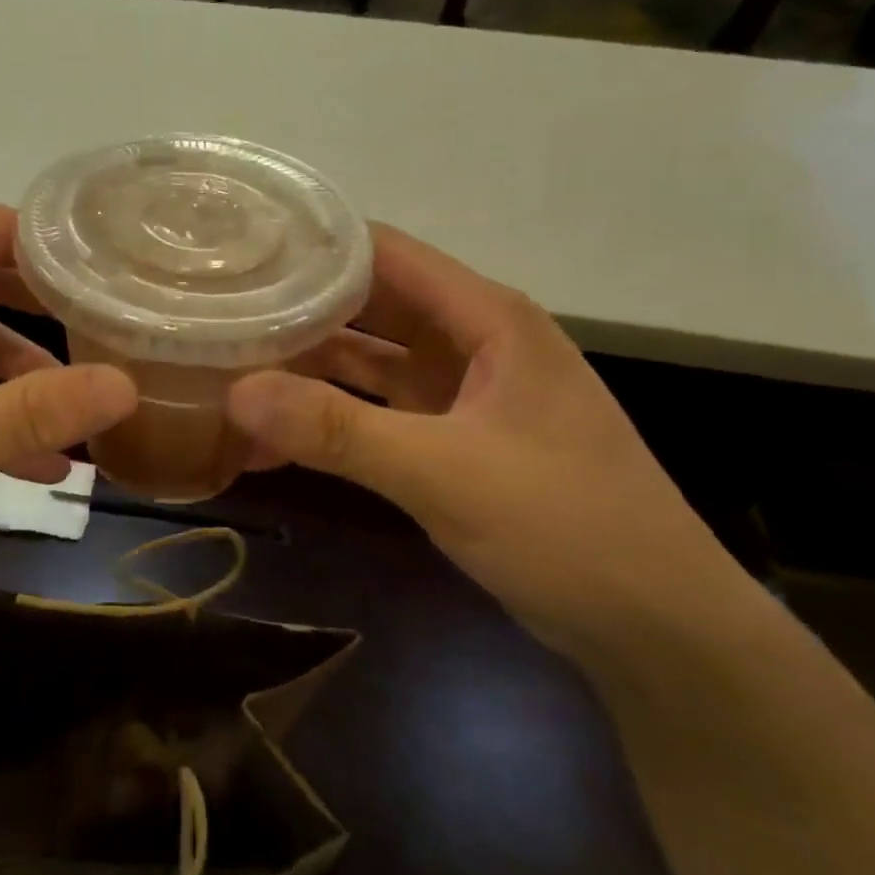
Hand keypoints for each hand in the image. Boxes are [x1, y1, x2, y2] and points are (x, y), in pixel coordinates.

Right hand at [228, 225, 743, 656]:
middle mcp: (472, 341)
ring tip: (228, 364)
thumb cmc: (568, 528)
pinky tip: (273, 432)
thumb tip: (236, 393)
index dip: (314, 244)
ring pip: (368, 360)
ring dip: (307, 365)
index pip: (386, 253)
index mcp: (488, 318)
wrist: (656, 629)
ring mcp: (461, 392)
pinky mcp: (451, 439)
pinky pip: (376, 412)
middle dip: (297, 306)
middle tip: (217, 309)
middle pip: (369, 304)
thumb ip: (339, 431)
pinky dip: (329, 416)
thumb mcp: (447, 473)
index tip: (240, 252)